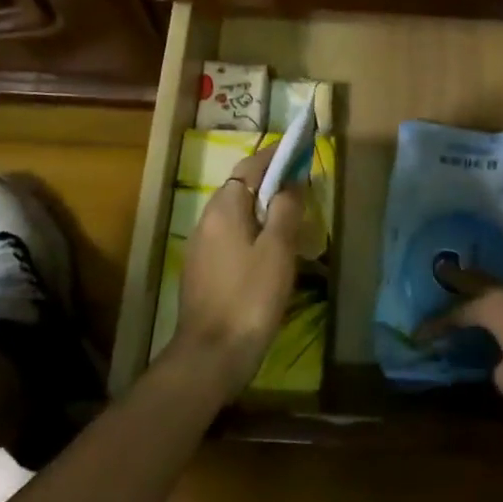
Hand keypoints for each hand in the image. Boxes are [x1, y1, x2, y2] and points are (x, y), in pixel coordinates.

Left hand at [173, 145, 304, 392]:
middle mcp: (207, 219)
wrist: (212, 353)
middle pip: (241, 187)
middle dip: (269, 179)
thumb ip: (286, 209)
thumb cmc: (251, 296)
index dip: (276, 155)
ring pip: (236, 212)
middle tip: (301, 182)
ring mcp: (201, 245)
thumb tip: (292, 181)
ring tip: (290, 213)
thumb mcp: (278, 249)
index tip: (299, 148)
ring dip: (261, 206)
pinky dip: (252, 229)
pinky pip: (231, 235)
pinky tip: (269, 248)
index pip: (251, 166)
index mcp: (224, 207)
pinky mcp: (203, 269)